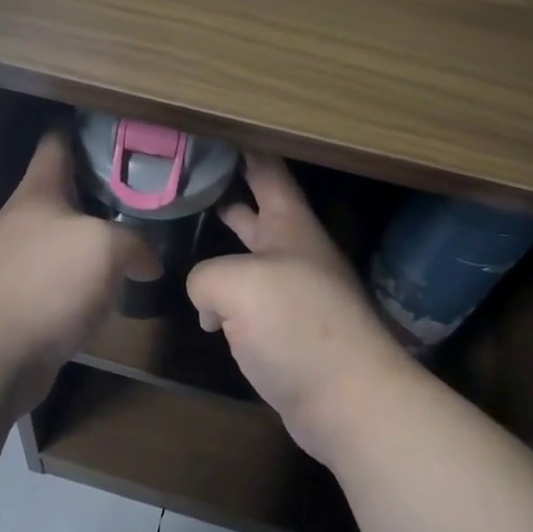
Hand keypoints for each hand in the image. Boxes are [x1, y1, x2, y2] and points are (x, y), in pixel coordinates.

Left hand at [0, 130, 150, 411]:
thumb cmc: (47, 282)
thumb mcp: (105, 248)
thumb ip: (136, 243)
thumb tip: (149, 262)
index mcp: (39, 191)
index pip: (57, 141)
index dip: (84, 128)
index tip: (118, 127)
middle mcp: (25, 218)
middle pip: (66, 188)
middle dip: (103, 186)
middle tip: (146, 187)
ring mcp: (20, 259)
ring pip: (67, 234)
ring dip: (98, 234)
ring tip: (139, 234)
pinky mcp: (24, 296)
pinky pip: (62, 274)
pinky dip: (87, 275)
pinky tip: (114, 284)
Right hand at [187, 153, 412, 463]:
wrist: (349, 401)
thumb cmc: (298, 326)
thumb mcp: (237, 284)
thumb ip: (206, 276)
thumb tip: (208, 303)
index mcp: (290, 225)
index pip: (267, 169)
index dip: (243, 146)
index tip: (213, 130)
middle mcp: (293, 251)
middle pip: (257, 209)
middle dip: (226, 191)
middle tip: (186, 177)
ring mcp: (292, 292)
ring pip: (249, 257)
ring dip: (222, 247)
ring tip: (184, 233)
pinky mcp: (286, 331)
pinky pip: (247, 301)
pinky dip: (224, 297)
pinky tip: (202, 306)